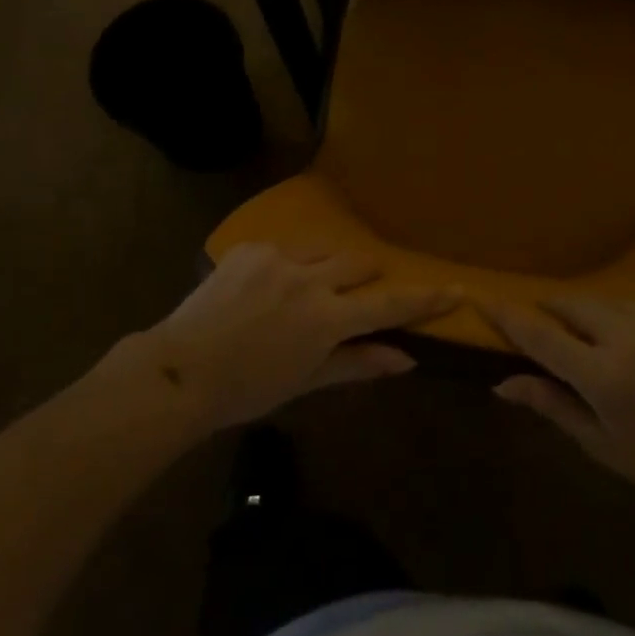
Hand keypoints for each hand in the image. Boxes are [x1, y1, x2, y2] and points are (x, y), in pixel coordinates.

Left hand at [134, 243, 456, 432]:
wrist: (179, 370)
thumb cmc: (247, 389)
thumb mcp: (306, 380)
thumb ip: (358, 362)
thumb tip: (407, 358)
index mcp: (326, 317)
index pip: (388, 303)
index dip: (424, 298)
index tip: (455, 288)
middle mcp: (308, 277)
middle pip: (358, 263)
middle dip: (366, 276)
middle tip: (355, 297)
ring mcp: (278, 256)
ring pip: (322, 251)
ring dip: (325, 270)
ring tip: (300, 297)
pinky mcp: (251, 246)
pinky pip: (284, 250)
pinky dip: (286, 268)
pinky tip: (263, 293)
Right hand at [480, 298, 634, 515]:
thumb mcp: (606, 448)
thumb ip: (554, 407)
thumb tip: (503, 385)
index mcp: (602, 375)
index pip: (540, 336)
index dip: (508, 316)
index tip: (483, 297)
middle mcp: (626, 334)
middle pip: (571, 304)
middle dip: (552, 308)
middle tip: (547, 323)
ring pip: (606, 302)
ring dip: (591, 315)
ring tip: (600, 341)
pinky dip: (629, 320)